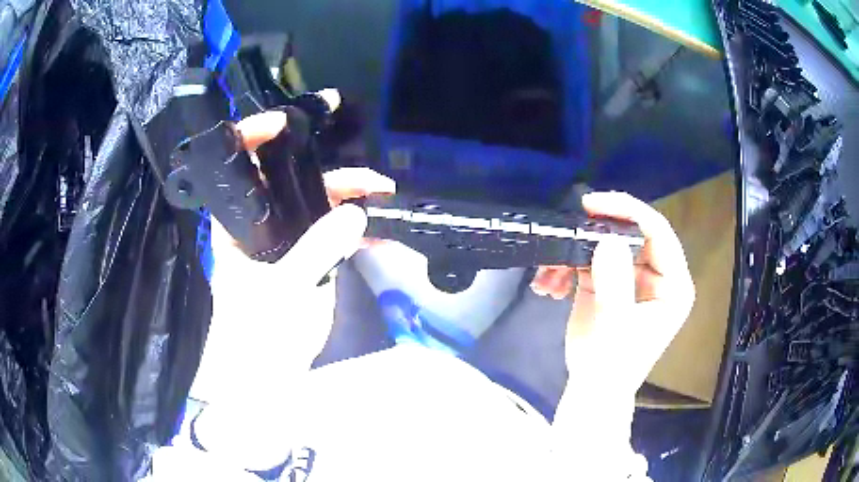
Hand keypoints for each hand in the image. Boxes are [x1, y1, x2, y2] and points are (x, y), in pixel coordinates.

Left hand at [189, 111, 394, 404]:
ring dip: (347, 196)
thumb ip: (318, 250)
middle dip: (325, 170)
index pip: (236, 166)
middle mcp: (256, 223)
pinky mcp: (301, 258)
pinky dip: (352, 228)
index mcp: (235, 222)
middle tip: (366, 174)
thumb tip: (357, 215)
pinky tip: (379, 231)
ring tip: (382, 193)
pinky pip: (327, 231)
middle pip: (286, 180)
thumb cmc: (258, 336)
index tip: (287, 123)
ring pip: (312, 204)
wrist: (264, 378)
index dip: (254, 135)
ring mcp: (281, 240)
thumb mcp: (285, 291)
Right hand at [540, 192, 694, 393]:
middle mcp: (656, 275)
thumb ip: (616, 284)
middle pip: (629, 234)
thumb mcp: (616, 328)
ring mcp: (631, 277)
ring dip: (573, 253)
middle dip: (593, 234)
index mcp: (673, 284)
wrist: (591, 390)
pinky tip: (548, 285)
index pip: (658, 233)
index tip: (593, 205)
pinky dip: (565, 267)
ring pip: (604, 245)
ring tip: (548, 275)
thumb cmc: (612, 367)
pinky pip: (588, 260)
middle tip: (566, 231)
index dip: (628, 212)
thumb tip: (607, 241)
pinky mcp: (608, 282)